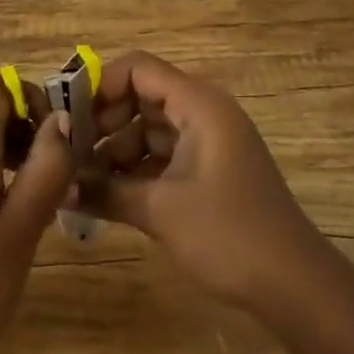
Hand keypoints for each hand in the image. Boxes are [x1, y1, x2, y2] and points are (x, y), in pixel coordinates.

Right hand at [93, 51, 327, 315]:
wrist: (294, 284)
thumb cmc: (228, 233)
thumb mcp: (160, 210)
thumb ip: (105, 191)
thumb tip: (58, 185)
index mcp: (198, 104)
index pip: (138, 69)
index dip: (99, 86)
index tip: (68, 120)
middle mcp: (204, 112)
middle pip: (141, 96)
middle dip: (103, 122)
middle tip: (70, 154)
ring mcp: (209, 142)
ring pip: (150, 129)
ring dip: (116, 151)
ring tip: (81, 182)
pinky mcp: (210, 170)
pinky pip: (164, 155)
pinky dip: (136, 170)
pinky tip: (108, 196)